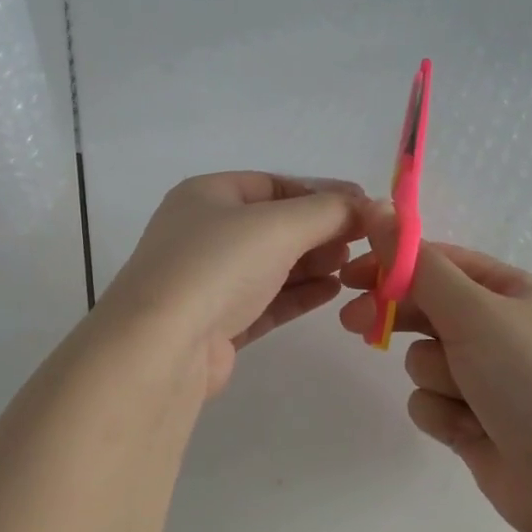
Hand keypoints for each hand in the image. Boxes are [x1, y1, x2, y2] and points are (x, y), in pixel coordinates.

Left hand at [103, 172, 364, 397]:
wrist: (162, 346)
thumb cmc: (217, 265)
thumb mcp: (278, 225)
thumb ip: (328, 211)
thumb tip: (369, 205)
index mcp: (207, 196)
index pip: (273, 185)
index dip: (320, 193)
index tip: (363, 208)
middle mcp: (203, 233)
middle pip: (274, 225)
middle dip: (319, 231)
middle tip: (362, 242)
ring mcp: (207, 281)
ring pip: (271, 265)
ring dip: (312, 263)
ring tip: (352, 268)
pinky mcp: (217, 324)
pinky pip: (266, 301)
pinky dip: (298, 294)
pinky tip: (332, 292)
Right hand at [338, 204, 531, 531]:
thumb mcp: (474, 311)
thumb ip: (418, 266)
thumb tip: (376, 209)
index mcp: (510, 292)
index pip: (439, 262)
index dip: (393, 264)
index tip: (350, 274)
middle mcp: (498, 329)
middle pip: (426, 309)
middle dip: (397, 317)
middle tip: (353, 322)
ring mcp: (486, 378)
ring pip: (424, 360)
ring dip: (435, 376)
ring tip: (465, 396)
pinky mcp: (473, 421)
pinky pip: (430, 402)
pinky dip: (443, 414)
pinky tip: (469, 429)